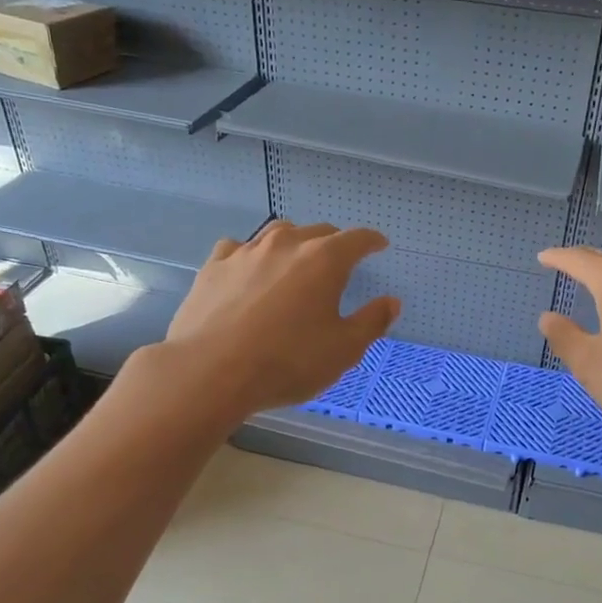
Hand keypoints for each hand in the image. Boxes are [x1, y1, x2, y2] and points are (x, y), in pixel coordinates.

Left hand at [163, 220, 398, 416]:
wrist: (210, 371)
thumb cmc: (288, 361)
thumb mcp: (343, 350)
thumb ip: (371, 322)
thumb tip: (391, 302)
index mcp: (324, 260)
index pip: (357, 239)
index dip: (371, 241)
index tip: (379, 245)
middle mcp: (286, 245)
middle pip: (318, 231)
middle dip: (334, 243)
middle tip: (340, 261)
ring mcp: (246, 252)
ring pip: (277, 233)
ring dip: (294, 243)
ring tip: (296, 261)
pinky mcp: (214, 267)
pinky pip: (239, 249)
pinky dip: (252, 256)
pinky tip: (248, 271)